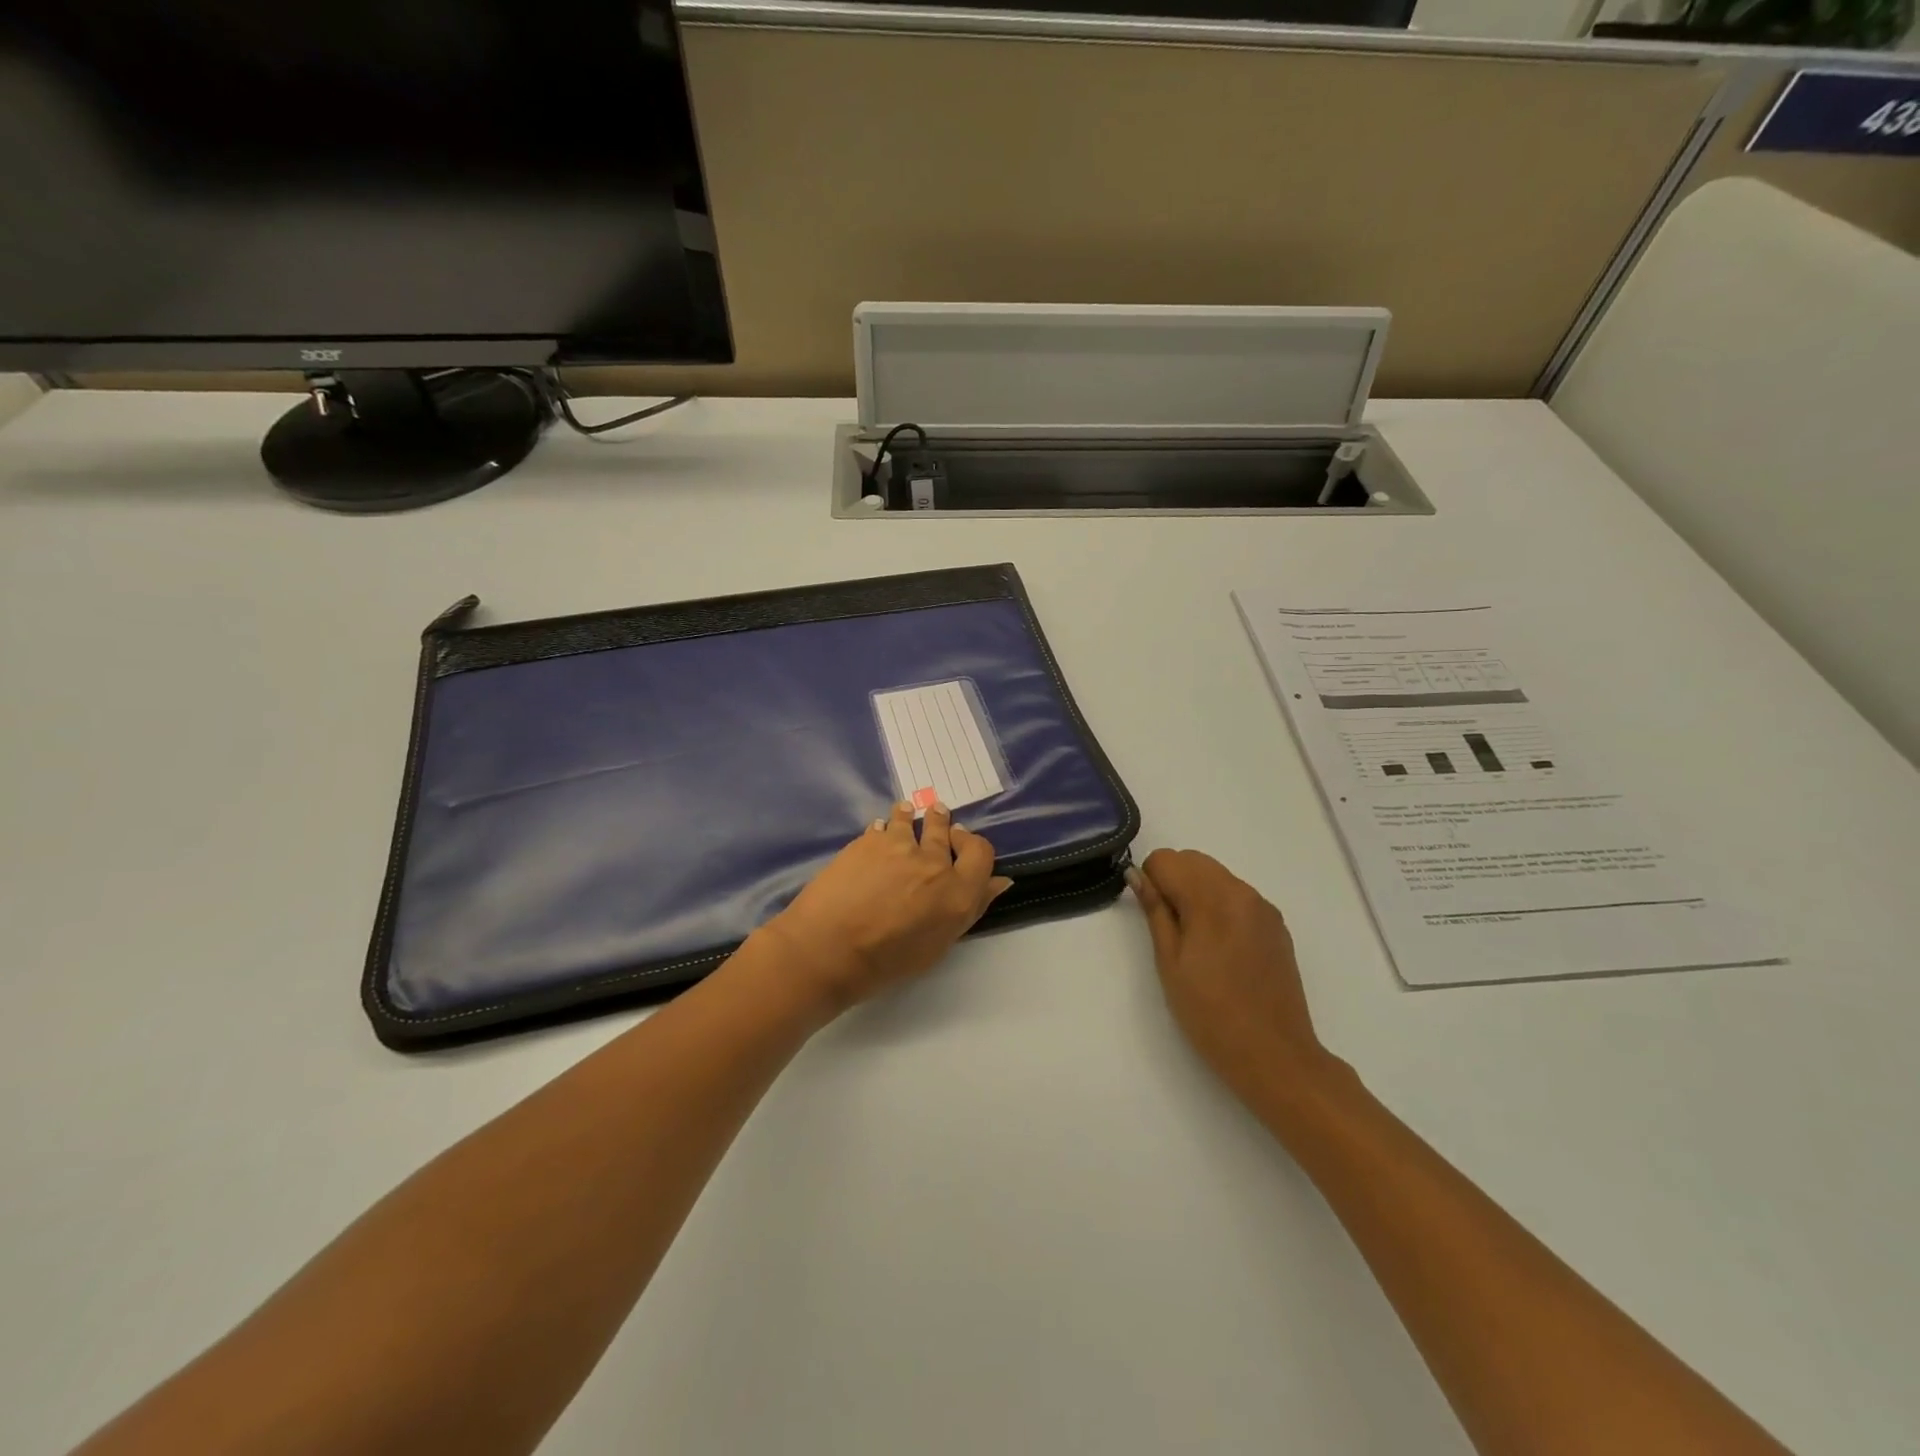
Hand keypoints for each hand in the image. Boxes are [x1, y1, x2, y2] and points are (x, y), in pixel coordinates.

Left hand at [758, 801, 1012, 1015]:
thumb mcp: (937, 945)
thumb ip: (970, 908)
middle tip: (938, 819)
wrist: (828, 948)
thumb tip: (998, 882)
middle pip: (945, 830)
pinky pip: (883, 826)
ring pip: (912, 819)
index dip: (972, 845)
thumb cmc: (885, 962)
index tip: (960, 843)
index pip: (982, 852)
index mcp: (958, 893)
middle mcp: (934, 863)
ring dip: (911, 817)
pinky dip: (883, 828)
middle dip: (942, 824)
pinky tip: (878, 832)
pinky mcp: (869, 840)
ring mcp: (900, 846)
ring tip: (906, 814)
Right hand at [1129, 849, 1342, 1111]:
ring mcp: (1263, 908)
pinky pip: (1238, 897)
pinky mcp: (1277, 926)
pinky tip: (1222, 950)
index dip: (1151, 882)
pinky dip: (1221, 906)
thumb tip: (1137, 875)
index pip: (1167, 860)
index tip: (1152, 916)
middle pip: (1194, 860)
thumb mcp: (1169, 963)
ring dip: (1197, 892)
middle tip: (1170, 929)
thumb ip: (1155, 911)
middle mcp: (1241, 892)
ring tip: (1197, 943)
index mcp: (1212, 899)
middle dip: (1173, 881)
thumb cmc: (1210, 1014)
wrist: (1274, 1056)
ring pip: (1217, 876)